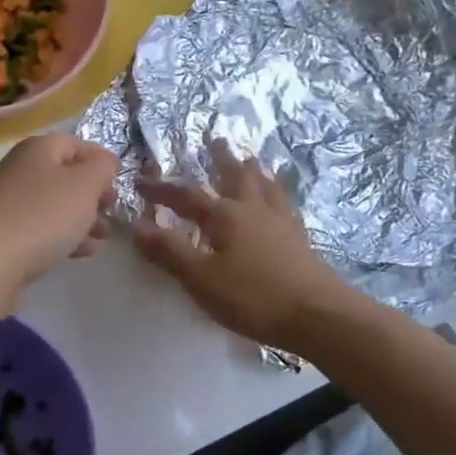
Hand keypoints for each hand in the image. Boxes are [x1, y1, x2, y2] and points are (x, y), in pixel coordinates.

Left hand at [0, 132, 118, 284]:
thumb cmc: (44, 215)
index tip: (120, 182)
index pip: (76, 143)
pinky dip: (64, 235)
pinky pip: (42, 227)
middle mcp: (21, 169)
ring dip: (83, 217)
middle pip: (65, 175)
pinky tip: (82, 252)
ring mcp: (10, 202)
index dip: (100, 160)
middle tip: (111, 210)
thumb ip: (102, 167)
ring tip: (103, 236)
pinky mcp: (6, 232)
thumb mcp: (85, 185)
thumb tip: (105, 162)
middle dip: (93, 193)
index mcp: (38, 148)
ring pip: (56, 204)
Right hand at [134, 140, 351, 350]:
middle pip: (237, 176)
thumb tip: (137, 227)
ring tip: (252, 159)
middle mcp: (254, 210)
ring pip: (266, 186)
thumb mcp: (201, 279)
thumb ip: (170, 252)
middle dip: (222, 159)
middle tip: (216, 139)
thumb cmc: (253, 297)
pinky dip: (279, 194)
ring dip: (255, 171)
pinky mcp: (301, 239)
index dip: (162, 190)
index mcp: (226, 216)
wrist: (317, 315)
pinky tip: (282, 201)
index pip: (187, 196)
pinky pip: (286, 205)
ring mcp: (282, 223)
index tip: (141, 181)